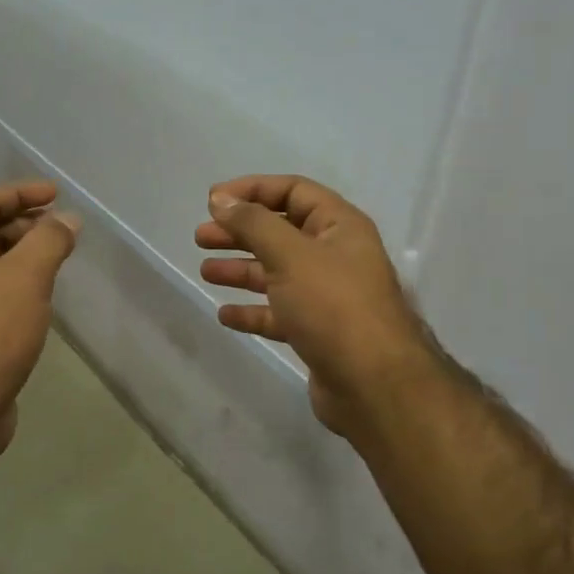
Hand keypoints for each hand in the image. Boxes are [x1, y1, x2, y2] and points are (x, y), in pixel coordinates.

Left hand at [0, 180, 79, 453]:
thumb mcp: (25, 277)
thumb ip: (49, 240)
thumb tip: (68, 219)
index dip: (20, 192)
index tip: (56, 195)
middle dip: (25, 224)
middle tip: (63, 230)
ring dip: (24, 254)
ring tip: (59, 258)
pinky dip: (18, 283)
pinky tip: (41, 296)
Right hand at [197, 175, 434, 435]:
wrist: (373, 384)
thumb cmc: (333, 306)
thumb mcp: (291, 255)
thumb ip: (253, 224)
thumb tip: (221, 199)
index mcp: (339, 227)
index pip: (294, 191)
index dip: (253, 190)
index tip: (213, 201)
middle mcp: (335, 256)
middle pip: (280, 232)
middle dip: (240, 232)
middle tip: (201, 237)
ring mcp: (327, 297)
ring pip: (276, 273)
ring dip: (241, 270)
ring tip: (206, 271)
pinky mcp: (317, 332)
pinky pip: (278, 313)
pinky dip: (252, 310)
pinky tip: (225, 315)